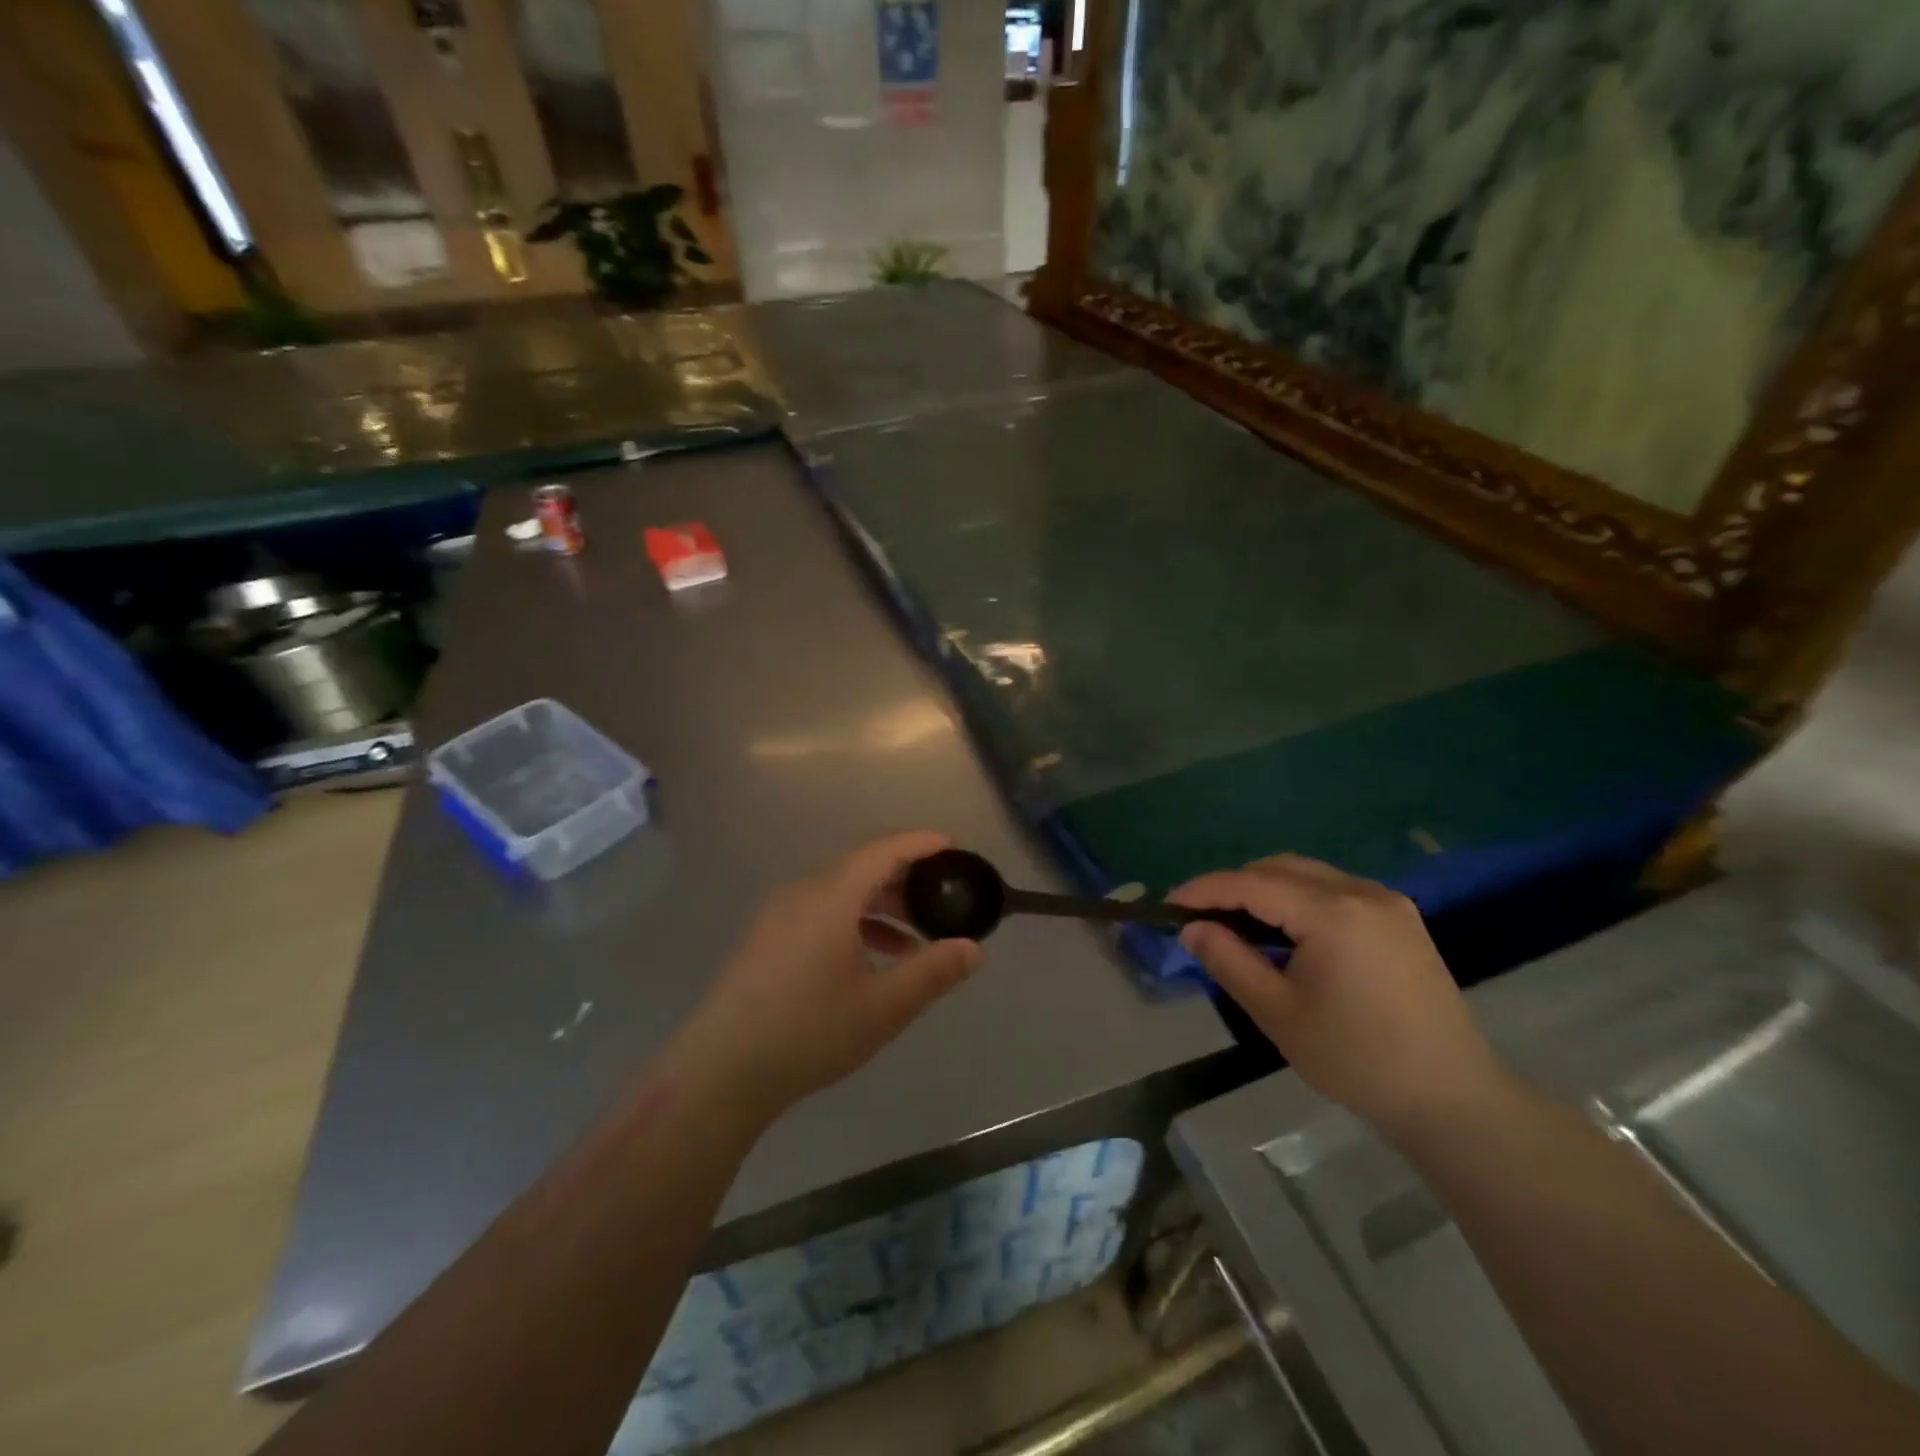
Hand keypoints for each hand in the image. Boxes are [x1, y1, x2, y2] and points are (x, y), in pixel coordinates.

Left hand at [675, 832, 980, 1121]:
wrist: (720, 1071)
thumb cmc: (808, 1032)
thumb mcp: (882, 1007)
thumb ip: (932, 972)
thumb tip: (972, 948)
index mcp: (831, 896)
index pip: (883, 849)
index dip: (921, 843)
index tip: (953, 848)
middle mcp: (803, 893)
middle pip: (862, 867)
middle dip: (905, 878)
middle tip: (942, 898)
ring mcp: (779, 915)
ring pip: (841, 892)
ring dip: (881, 905)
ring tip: (915, 937)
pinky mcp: (767, 938)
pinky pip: (821, 912)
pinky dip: (854, 922)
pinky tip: (872, 958)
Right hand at [1170, 855, 1509, 1142]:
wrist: (1452, 1099)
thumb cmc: (1356, 1059)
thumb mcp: (1277, 1012)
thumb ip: (1229, 960)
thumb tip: (1192, 928)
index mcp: (1332, 912)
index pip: (1251, 884)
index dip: (1204, 890)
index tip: (1168, 904)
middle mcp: (1361, 891)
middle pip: (1280, 868)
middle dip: (1234, 885)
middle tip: (1200, 916)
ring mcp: (1387, 902)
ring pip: (1308, 874)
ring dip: (1266, 889)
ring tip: (1237, 923)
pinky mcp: (1401, 919)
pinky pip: (1335, 889)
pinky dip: (1299, 898)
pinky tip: (1286, 931)